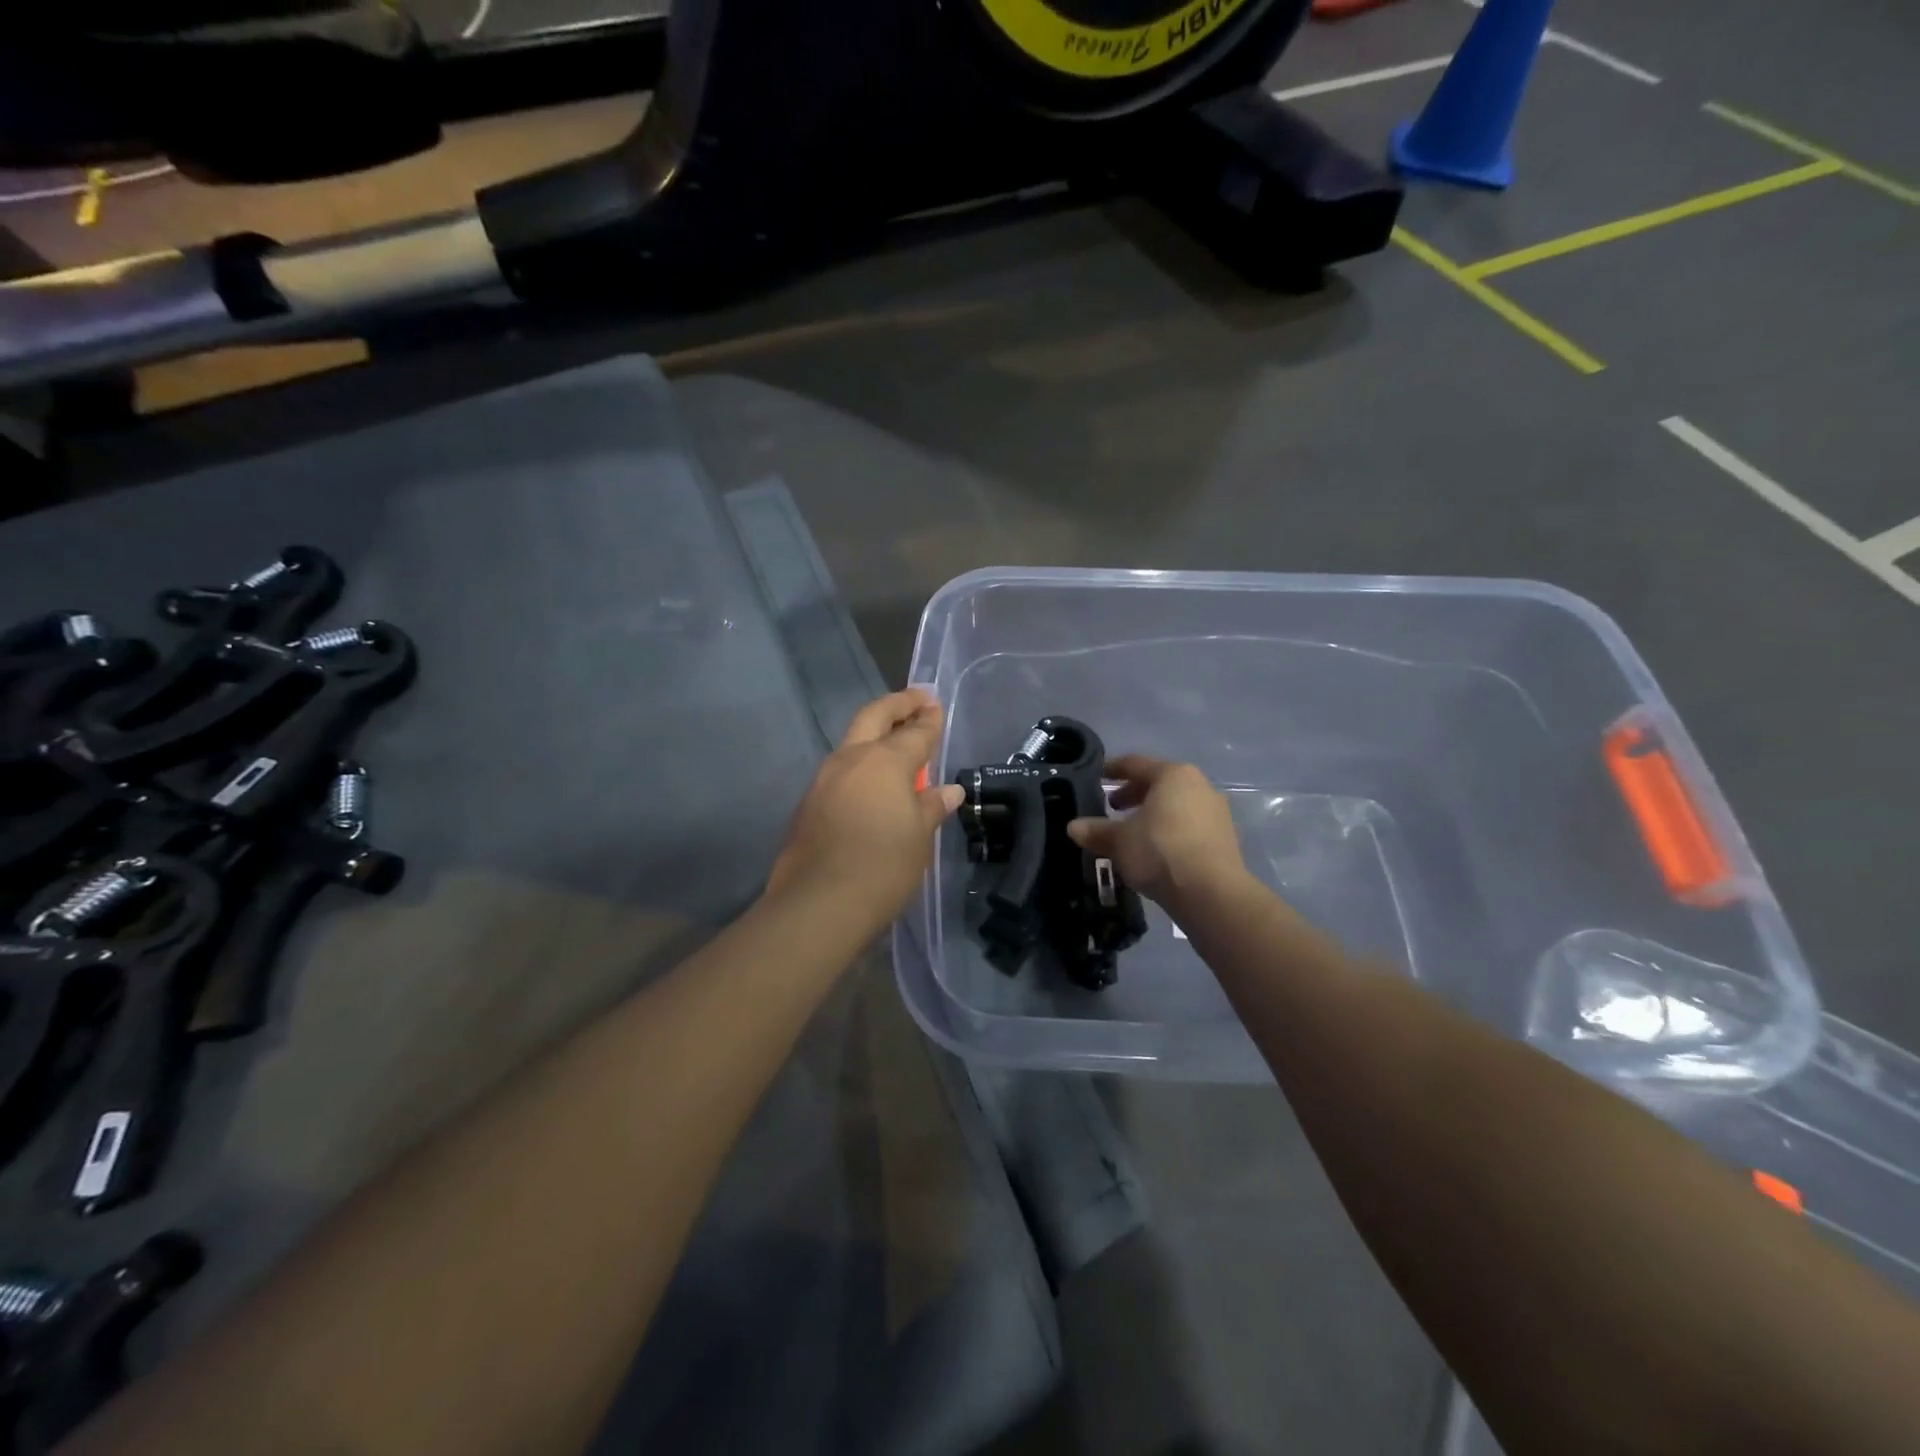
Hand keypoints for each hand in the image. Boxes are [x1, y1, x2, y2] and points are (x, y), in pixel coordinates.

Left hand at [767, 688, 964, 926]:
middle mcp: (850, 760)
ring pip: (852, 742)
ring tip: (896, 741)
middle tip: (917, 698)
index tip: (936, 707)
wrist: (817, 906)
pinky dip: (861, 765)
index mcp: (883, 762)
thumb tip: (948, 791)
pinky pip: (841, 771)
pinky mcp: (809, 803)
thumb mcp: (919, 838)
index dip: (929, 721)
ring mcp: (823, 780)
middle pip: (874, 717)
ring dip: (875, 734)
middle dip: (897, 704)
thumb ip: (931, 807)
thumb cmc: (882, 867)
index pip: (914, 732)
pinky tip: (872, 783)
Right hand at [1066, 755, 1245, 907]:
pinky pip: (1189, 826)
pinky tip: (1155, 852)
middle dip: (1133, 795)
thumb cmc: (1159, 851)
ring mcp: (1216, 813)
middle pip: (1159, 784)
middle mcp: (1199, 786)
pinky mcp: (1225, 840)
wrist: (1211, 893)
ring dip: (1152, 815)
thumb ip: (1096, 830)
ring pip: (1176, 806)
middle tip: (1112, 808)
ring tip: (1132, 833)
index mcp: (1173, 775)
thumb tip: (1073, 827)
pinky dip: (1170, 832)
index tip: (1097, 776)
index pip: (1136, 764)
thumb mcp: (1119, 841)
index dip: (1113, 769)